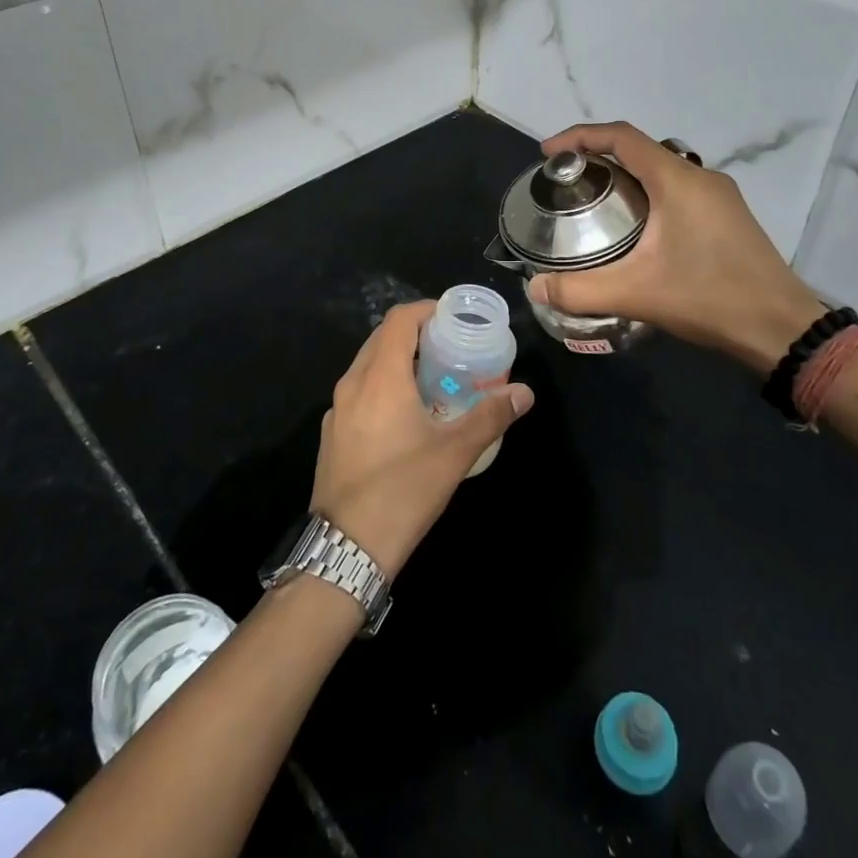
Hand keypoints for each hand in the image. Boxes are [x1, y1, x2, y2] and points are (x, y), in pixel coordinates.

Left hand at [311, 302, 532, 575]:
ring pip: (367, 365)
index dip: (426, 309)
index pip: (399, 320)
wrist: (346, 548)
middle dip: (416, 333)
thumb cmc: (403, 491)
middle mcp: (352, 383)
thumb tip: (524, 393)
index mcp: (380, 377)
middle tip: (450, 345)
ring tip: (432, 376)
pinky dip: (382, 385)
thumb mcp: (454, 453)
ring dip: (398, 360)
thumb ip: (490, 417)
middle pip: (382, 338)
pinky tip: (405, 413)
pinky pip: (359, 391)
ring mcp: (337, 409)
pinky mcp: (333, 433)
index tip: (453, 317)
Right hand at [527, 122, 826, 373]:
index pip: (621, 137)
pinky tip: (637, 228)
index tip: (549, 153)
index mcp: (676, 180)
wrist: (781, 328)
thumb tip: (534, 288)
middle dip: (599, 157)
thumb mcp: (636, 294)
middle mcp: (700, 177)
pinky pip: (679, 189)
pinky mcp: (729, 216)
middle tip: (569, 182)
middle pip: (641, 150)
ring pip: (662, 169)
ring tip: (596, 202)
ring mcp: (720, 196)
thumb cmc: (709, 298)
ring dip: (627, 176)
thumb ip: (579, 290)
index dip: (580, 136)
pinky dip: (649, 193)